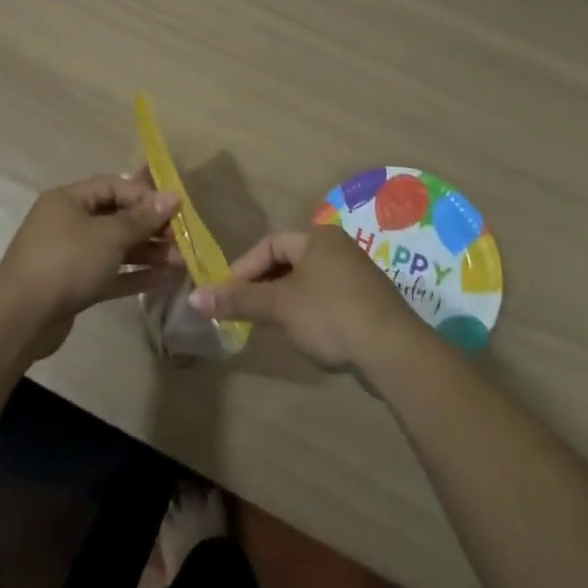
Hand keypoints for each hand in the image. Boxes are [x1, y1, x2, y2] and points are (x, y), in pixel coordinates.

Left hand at [0, 172, 182, 357]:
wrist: (21, 319)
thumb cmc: (67, 262)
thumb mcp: (109, 236)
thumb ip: (141, 218)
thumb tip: (171, 197)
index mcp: (68, 200)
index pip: (112, 186)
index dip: (144, 195)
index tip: (174, 209)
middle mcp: (66, 222)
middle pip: (115, 217)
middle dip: (149, 228)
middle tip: (180, 239)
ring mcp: (67, 256)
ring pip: (113, 248)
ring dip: (145, 253)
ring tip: (178, 262)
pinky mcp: (71, 286)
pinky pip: (107, 273)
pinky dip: (131, 275)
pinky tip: (160, 279)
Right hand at [189, 227, 429, 372]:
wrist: (393, 350)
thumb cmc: (330, 315)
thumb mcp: (279, 306)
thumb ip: (239, 299)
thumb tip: (194, 297)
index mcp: (317, 237)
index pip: (269, 243)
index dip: (244, 267)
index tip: (226, 294)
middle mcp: (337, 247)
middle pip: (288, 261)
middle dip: (262, 285)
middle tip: (242, 309)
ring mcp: (356, 274)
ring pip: (307, 281)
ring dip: (284, 300)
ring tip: (267, 324)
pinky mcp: (367, 301)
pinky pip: (326, 298)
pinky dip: (307, 311)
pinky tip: (303, 334)